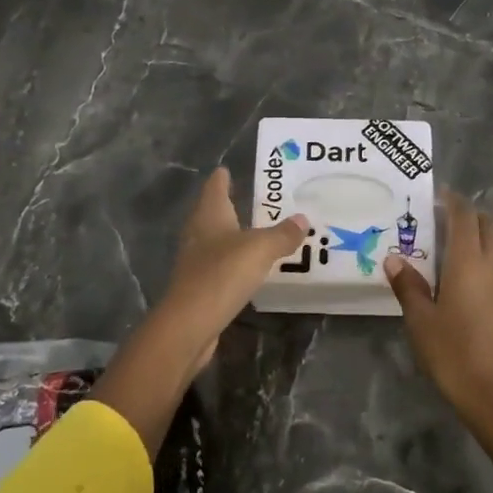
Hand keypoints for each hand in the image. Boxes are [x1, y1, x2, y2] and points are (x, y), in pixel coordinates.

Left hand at [151, 167, 307, 373]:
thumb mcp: (260, 249)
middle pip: (211, 212)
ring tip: (252, 231)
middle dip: (227, 204)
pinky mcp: (199, 287)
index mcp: (209, 216)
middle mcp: (198, 234)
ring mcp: (195, 262)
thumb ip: (282, 234)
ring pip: (214, 240)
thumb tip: (302, 219)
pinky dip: (232, 261)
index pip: (215, 188)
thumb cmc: (222, 274)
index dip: (222, 178)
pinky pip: (219, 265)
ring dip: (230, 234)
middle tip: (248, 197)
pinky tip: (246, 267)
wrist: (189, 324)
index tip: (227, 169)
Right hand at [385, 190, 492, 417]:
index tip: (433, 195)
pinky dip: (479, 258)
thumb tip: (394, 258)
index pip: (464, 216)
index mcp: (469, 262)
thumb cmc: (454, 354)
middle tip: (436, 219)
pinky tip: (457, 278)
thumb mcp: (421, 320)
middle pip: (486, 225)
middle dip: (465, 215)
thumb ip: (408, 286)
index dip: (451, 201)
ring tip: (441, 247)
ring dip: (473, 237)